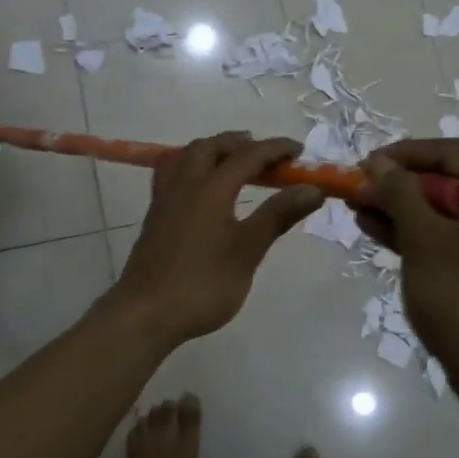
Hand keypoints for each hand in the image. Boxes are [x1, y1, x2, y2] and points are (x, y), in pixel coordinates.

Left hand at [106, 132, 323, 347]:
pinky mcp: (155, 216)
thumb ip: (278, 215)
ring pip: (187, 157)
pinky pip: (173, 174)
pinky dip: (193, 168)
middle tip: (265, 155)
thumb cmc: (202, 284)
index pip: (248, 155)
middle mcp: (185, 184)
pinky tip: (201, 189)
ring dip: (213, 151)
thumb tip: (313, 188)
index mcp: (211, 188)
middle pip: (211, 147)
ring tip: (234, 164)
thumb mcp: (247, 251)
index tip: (299, 150)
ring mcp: (165, 199)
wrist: (145, 313)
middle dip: (240, 143)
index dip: (275, 149)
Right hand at [354, 139, 458, 382]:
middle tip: (358, 186)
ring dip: (398, 206)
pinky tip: (373, 227)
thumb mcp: (425, 240)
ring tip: (356, 205)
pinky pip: (441, 235)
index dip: (407, 153)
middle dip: (398, 183)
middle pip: (446, 181)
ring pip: (439, 210)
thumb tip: (376, 162)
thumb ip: (400, 194)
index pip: (453, 155)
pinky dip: (410, 230)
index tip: (368, 162)